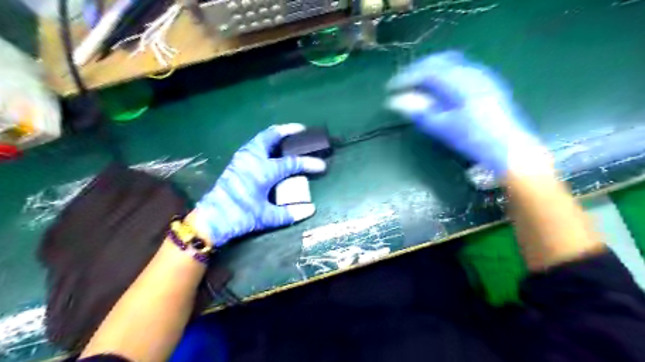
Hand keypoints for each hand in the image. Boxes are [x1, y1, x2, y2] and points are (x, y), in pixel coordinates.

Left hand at [189, 124, 324, 245]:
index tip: (322, 165)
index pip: (292, 163)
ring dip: (275, 135)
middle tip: (301, 129)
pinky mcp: (236, 162)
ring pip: (260, 138)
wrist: (211, 219)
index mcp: (263, 171)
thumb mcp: (267, 217)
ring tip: (287, 136)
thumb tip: (311, 209)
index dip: (308, 163)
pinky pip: (253, 145)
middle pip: (271, 136)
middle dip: (288, 130)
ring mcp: (242, 158)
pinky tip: (270, 149)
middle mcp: (252, 159)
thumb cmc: (240, 216)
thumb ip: (290, 213)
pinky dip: (265, 142)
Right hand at [388, 50, 543, 174]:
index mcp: (460, 83)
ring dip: (430, 71)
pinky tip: (438, 90)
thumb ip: (419, 111)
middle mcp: (472, 73)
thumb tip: (395, 101)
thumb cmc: (474, 140)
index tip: (391, 88)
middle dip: (418, 70)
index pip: (427, 71)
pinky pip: (460, 70)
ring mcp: (483, 76)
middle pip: (440, 61)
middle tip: (403, 84)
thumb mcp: (443, 127)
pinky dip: (443, 75)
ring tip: (417, 86)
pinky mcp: (487, 84)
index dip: (406, 77)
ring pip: (451, 63)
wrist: (509, 150)